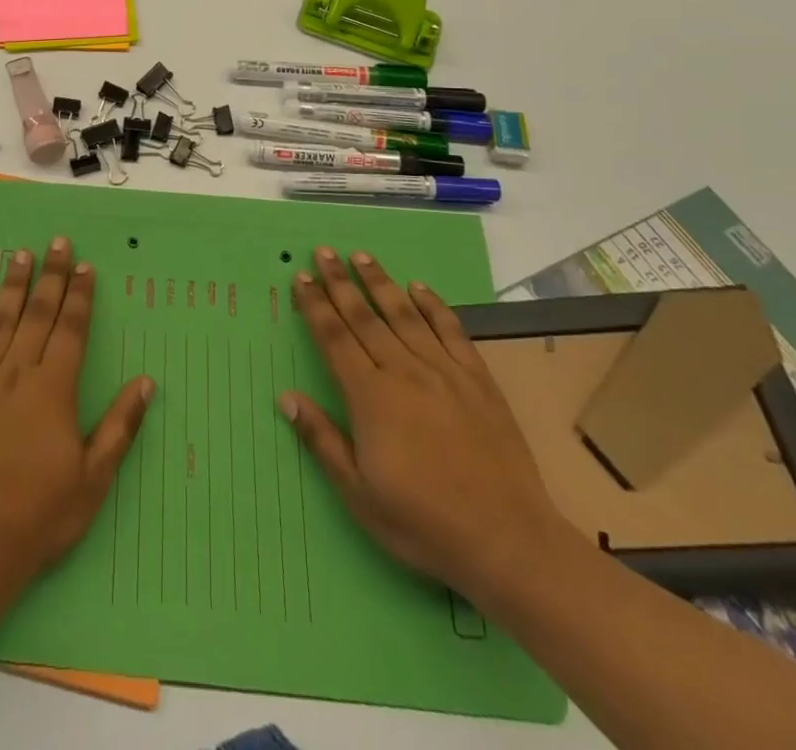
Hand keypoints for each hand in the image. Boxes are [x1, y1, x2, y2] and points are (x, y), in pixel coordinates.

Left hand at [0, 237, 153, 592]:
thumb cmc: (40, 515)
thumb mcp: (93, 479)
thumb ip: (119, 426)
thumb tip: (146, 382)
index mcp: (53, 390)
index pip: (70, 329)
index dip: (79, 295)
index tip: (84, 265)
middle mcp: (17, 374)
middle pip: (36, 314)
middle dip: (50, 276)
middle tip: (56, 241)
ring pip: (0, 321)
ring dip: (13, 285)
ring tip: (21, 254)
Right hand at [280, 246, 574, 602]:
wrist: (509, 542)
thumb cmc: (424, 523)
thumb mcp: (359, 494)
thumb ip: (322, 440)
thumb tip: (285, 397)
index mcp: (370, 398)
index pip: (334, 339)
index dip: (315, 306)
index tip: (301, 278)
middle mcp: (403, 372)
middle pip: (364, 317)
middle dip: (340, 282)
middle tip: (324, 251)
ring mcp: (444, 372)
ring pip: (404, 315)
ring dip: (380, 283)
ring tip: (362, 256)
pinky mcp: (478, 380)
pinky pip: (452, 331)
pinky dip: (434, 306)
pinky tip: (419, 288)